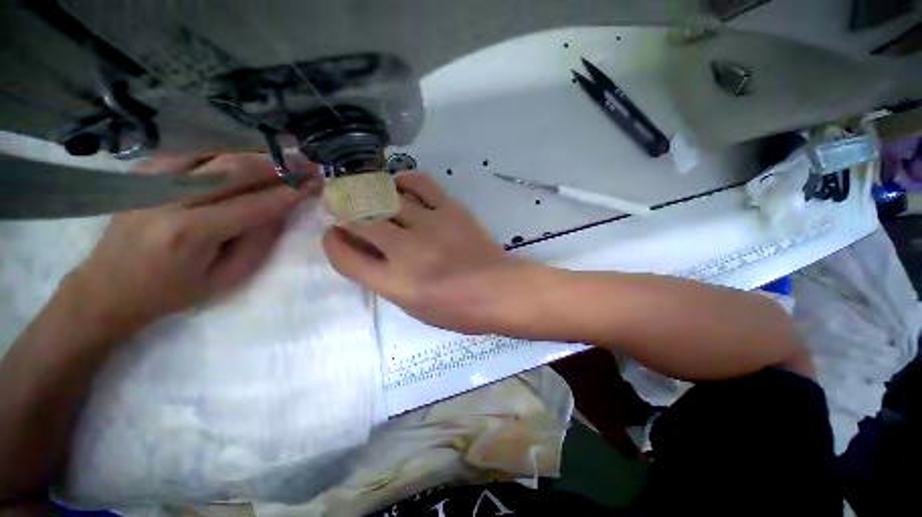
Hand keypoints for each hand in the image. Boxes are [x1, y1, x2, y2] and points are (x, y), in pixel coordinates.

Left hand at [66, 153, 318, 337]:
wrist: (107, 289)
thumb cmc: (172, 292)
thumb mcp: (226, 278)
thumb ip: (258, 242)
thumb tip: (281, 210)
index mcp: (193, 232)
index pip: (255, 204)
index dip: (290, 192)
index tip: (315, 182)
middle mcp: (170, 199)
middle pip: (234, 170)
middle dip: (277, 165)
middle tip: (306, 162)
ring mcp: (151, 182)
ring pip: (213, 155)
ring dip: (254, 154)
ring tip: (283, 154)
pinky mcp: (142, 176)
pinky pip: (190, 153)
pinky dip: (222, 151)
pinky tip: (242, 155)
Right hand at [322, 172, 524, 332]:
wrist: (500, 291)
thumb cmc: (459, 309)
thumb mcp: (415, 308)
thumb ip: (388, 281)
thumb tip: (370, 254)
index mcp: (395, 283)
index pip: (346, 258)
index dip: (333, 243)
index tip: (334, 236)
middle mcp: (406, 251)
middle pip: (359, 220)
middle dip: (341, 209)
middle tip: (339, 204)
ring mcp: (429, 225)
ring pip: (385, 197)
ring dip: (369, 193)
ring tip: (368, 193)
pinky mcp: (451, 210)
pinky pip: (420, 183)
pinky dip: (404, 180)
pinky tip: (400, 186)